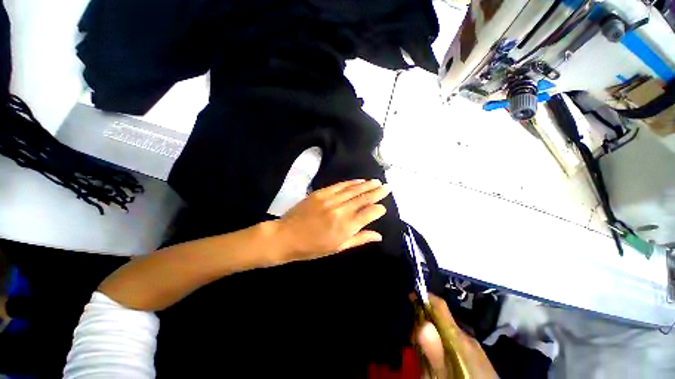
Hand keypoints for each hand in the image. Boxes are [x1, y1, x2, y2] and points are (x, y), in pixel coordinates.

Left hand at [274, 179, 390, 262]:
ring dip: (367, 184)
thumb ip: (359, 239)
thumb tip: (378, 235)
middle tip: (387, 187)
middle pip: (364, 198)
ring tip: (377, 181)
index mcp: (346, 227)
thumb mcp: (338, 248)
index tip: (383, 208)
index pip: (369, 213)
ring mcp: (330, 199)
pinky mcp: (321, 193)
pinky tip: (359, 180)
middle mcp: (341, 210)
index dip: (378, 209)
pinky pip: (340, 185)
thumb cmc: (312, 248)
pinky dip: (351, 182)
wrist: (286, 236)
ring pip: (353, 189)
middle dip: (377, 192)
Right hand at [415, 294, 497, 378]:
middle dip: (424, 322)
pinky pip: (454, 343)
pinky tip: (439, 360)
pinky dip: (442, 346)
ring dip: (432, 336)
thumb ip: (434, 352)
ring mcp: (473, 346)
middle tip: (412, 338)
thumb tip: (423, 324)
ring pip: (446, 332)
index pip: (440, 306)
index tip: (410, 295)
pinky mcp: (476, 356)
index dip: (424, 297)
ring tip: (423, 352)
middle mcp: (466, 336)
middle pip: (440, 319)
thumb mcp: (444, 374)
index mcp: (458, 336)